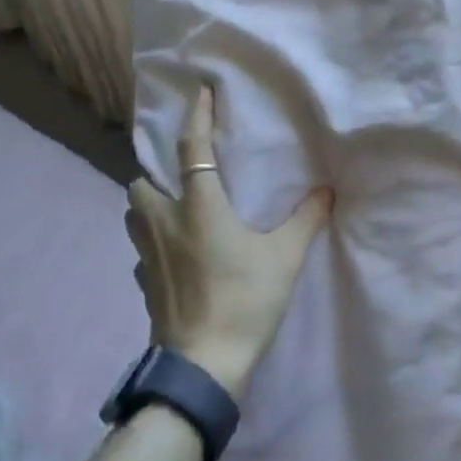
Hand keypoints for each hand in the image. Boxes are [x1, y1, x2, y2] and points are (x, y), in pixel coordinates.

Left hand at [126, 86, 332, 401]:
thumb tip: (327, 191)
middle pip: (141, 182)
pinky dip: (153, 242)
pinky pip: (141, 250)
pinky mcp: (143, 285)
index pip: (192, 149)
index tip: (200, 93)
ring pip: (134, 214)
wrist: (202, 366)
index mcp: (199, 207)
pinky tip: (174, 255)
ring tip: (174, 210)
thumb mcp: (284, 258)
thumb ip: (306, 220)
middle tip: (181, 176)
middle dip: (155, 173)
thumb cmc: (244, 302)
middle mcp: (165, 222)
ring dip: (148, 204)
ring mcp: (148, 256)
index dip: (196, 117)